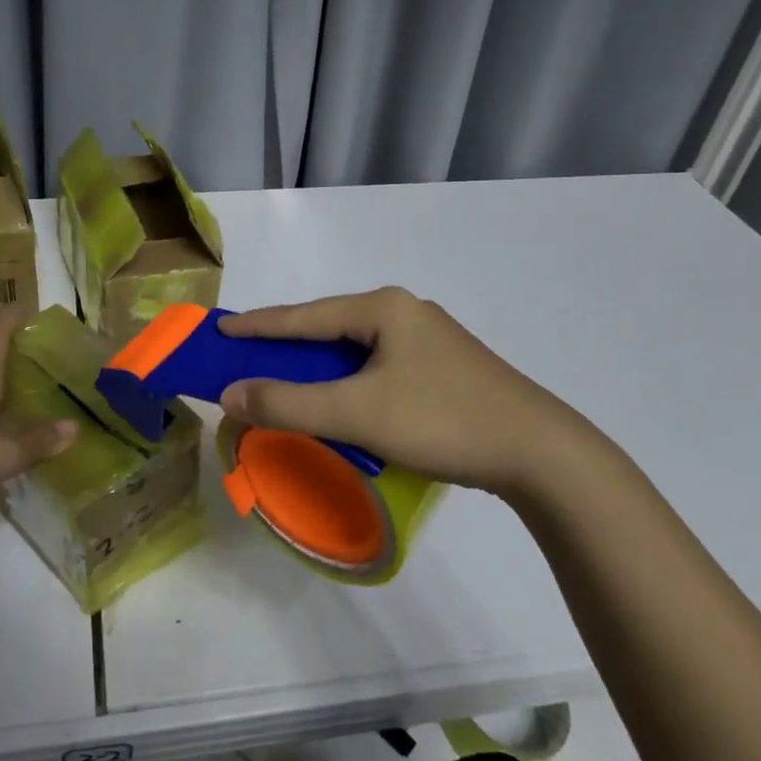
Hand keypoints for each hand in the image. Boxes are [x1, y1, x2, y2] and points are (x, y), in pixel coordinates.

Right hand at [218, 287, 629, 501]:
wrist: (540, 453)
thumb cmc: (441, 420)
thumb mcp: (356, 413)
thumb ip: (289, 403)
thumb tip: (231, 394)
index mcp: (383, 308)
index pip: (304, 315)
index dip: (258, 324)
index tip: (220, 329)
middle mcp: (405, 312)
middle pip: (329, 328)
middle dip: (287, 347)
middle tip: (248, 359)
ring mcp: (429, 339)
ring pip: (355, 350)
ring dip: (319, 368)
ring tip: (288, 383)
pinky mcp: (444, 367)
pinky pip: (378, 366)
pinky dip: (349, 382)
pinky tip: (342, 401)